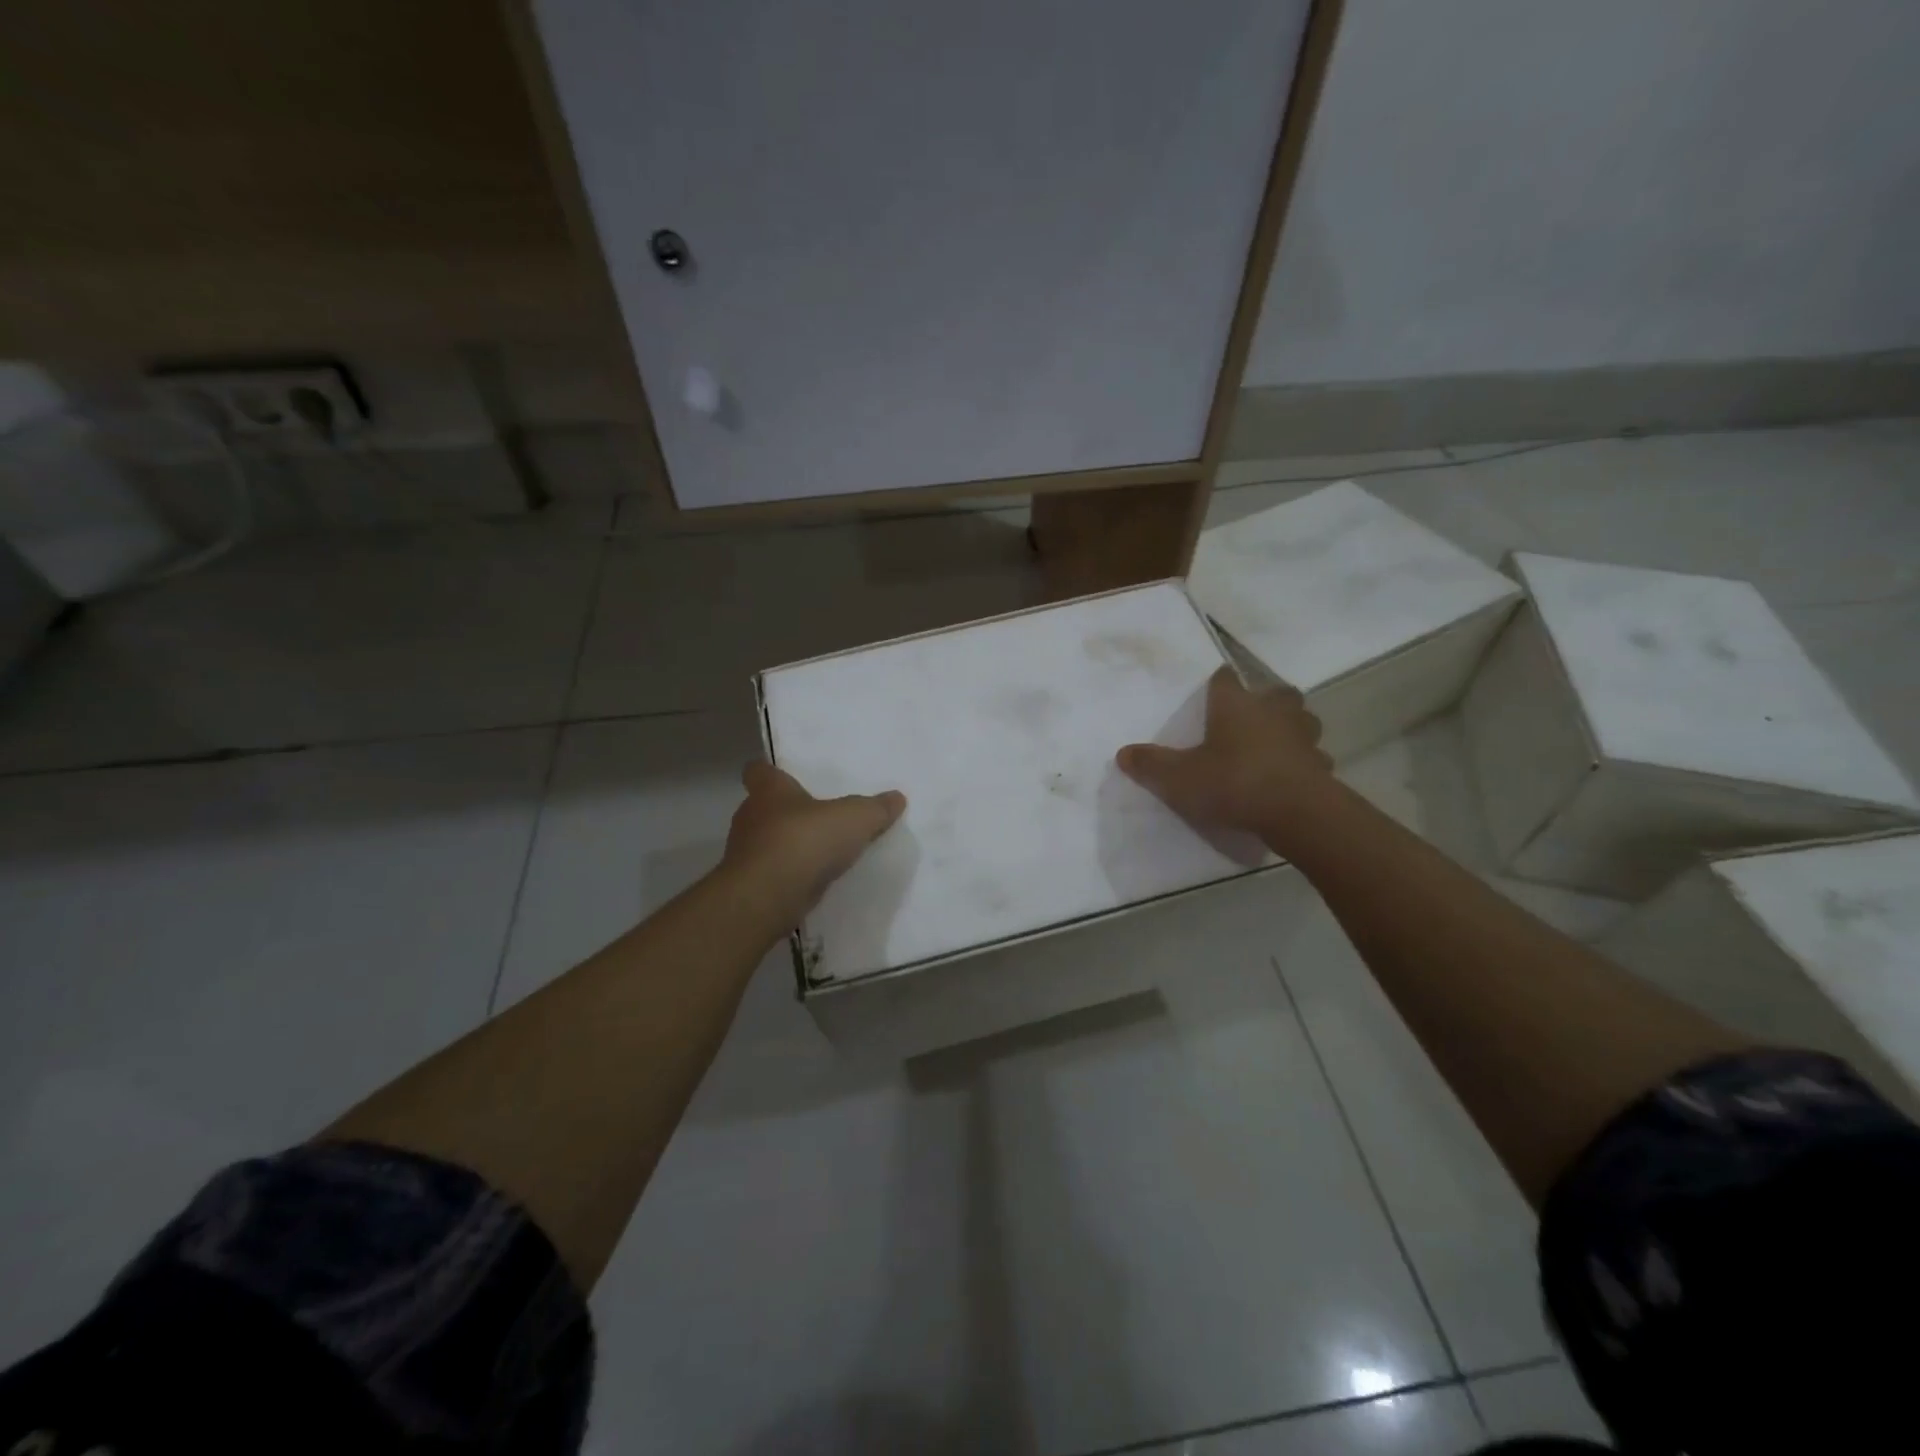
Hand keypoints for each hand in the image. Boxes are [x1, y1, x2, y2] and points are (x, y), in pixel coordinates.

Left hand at [723, 762, 906, 920]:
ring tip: (820, 852)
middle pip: (764, 807)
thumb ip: (876, 808)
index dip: (770, 772)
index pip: (757, 770)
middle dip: (787, 812)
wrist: (767, 898)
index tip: (787, 777)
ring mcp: (745, 853)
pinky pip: (771, 873)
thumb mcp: (855, 819)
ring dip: (788, 846)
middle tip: (817, 817)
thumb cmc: (805, 841)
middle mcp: (750, 817)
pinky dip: (788, 875)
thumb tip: (897, 797)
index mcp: (769, 791)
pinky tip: (812, 881)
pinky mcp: (750, 885)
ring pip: (766, 842)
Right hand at [1116, 666, 1332, 851]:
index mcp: (1235, 705)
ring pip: (1302, 721)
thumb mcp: (1179, 778)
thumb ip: (1151, 765)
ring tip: (1275, 741)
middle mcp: (1272, 712)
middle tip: (1251, 713)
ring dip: (1290, 727)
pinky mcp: (1321, 766)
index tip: (1214, 685)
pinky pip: (1312, 756)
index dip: (1219, 682)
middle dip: (1265, 699)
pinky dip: (1303, 761)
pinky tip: (1291, 775)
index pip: (1225, 680)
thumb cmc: (1232, 782)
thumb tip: (1123, 753)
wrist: (1296, 813)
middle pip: (1275, 693)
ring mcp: (1302, 737)